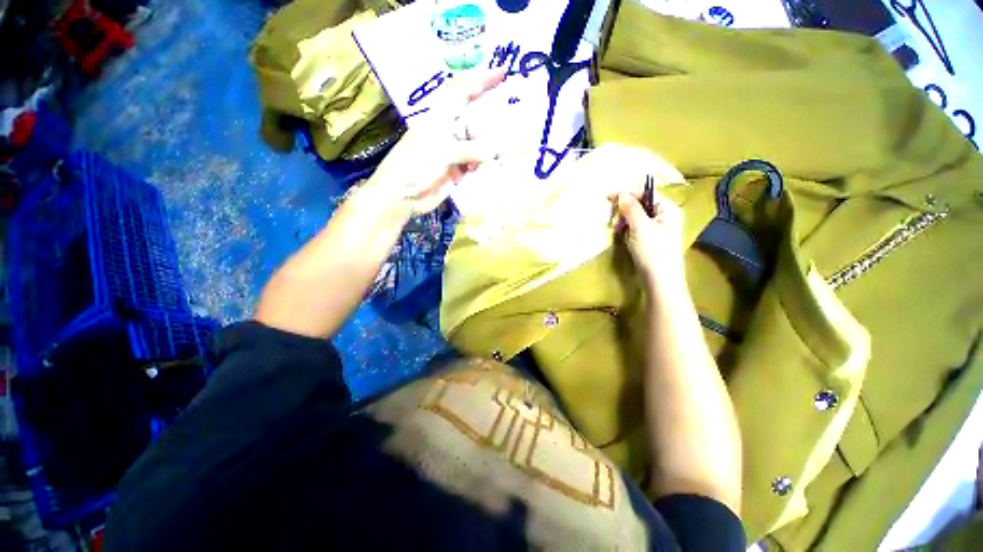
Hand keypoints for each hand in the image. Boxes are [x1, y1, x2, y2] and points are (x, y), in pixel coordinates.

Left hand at [364, 70, 506, 216]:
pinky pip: (475, 163)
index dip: (481, 79)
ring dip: (484, 150)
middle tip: (500, 133)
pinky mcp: (457, 170)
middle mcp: (448, 130)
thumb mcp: (442, 151)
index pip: (462, 90)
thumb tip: (492, 153)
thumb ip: (470, 150)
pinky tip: (476, 170)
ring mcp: (453, 151)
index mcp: (440, 116)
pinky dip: (480, 165)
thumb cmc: (415, 165)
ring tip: (483, 159)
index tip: (503, 72)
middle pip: (474, 119)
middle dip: (488, 124)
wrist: (403, 195)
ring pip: (478, 143)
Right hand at [616, 188, 685, 290]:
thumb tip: (621, 193)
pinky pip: (636, 228)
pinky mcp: (651, 240)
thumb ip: (631, 208)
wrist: (660, 280)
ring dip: (624, 221)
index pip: (646, 193)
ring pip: (636, 217)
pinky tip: (622, 237)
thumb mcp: (640, 227)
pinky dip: (627, 230)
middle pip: (640, 204)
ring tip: (616, 230)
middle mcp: (664, 216)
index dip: (627, 194)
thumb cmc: (652, 251)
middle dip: (624, 210)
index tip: (608, 198)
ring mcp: (658, 229)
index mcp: (667, 209)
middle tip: (614, 221)